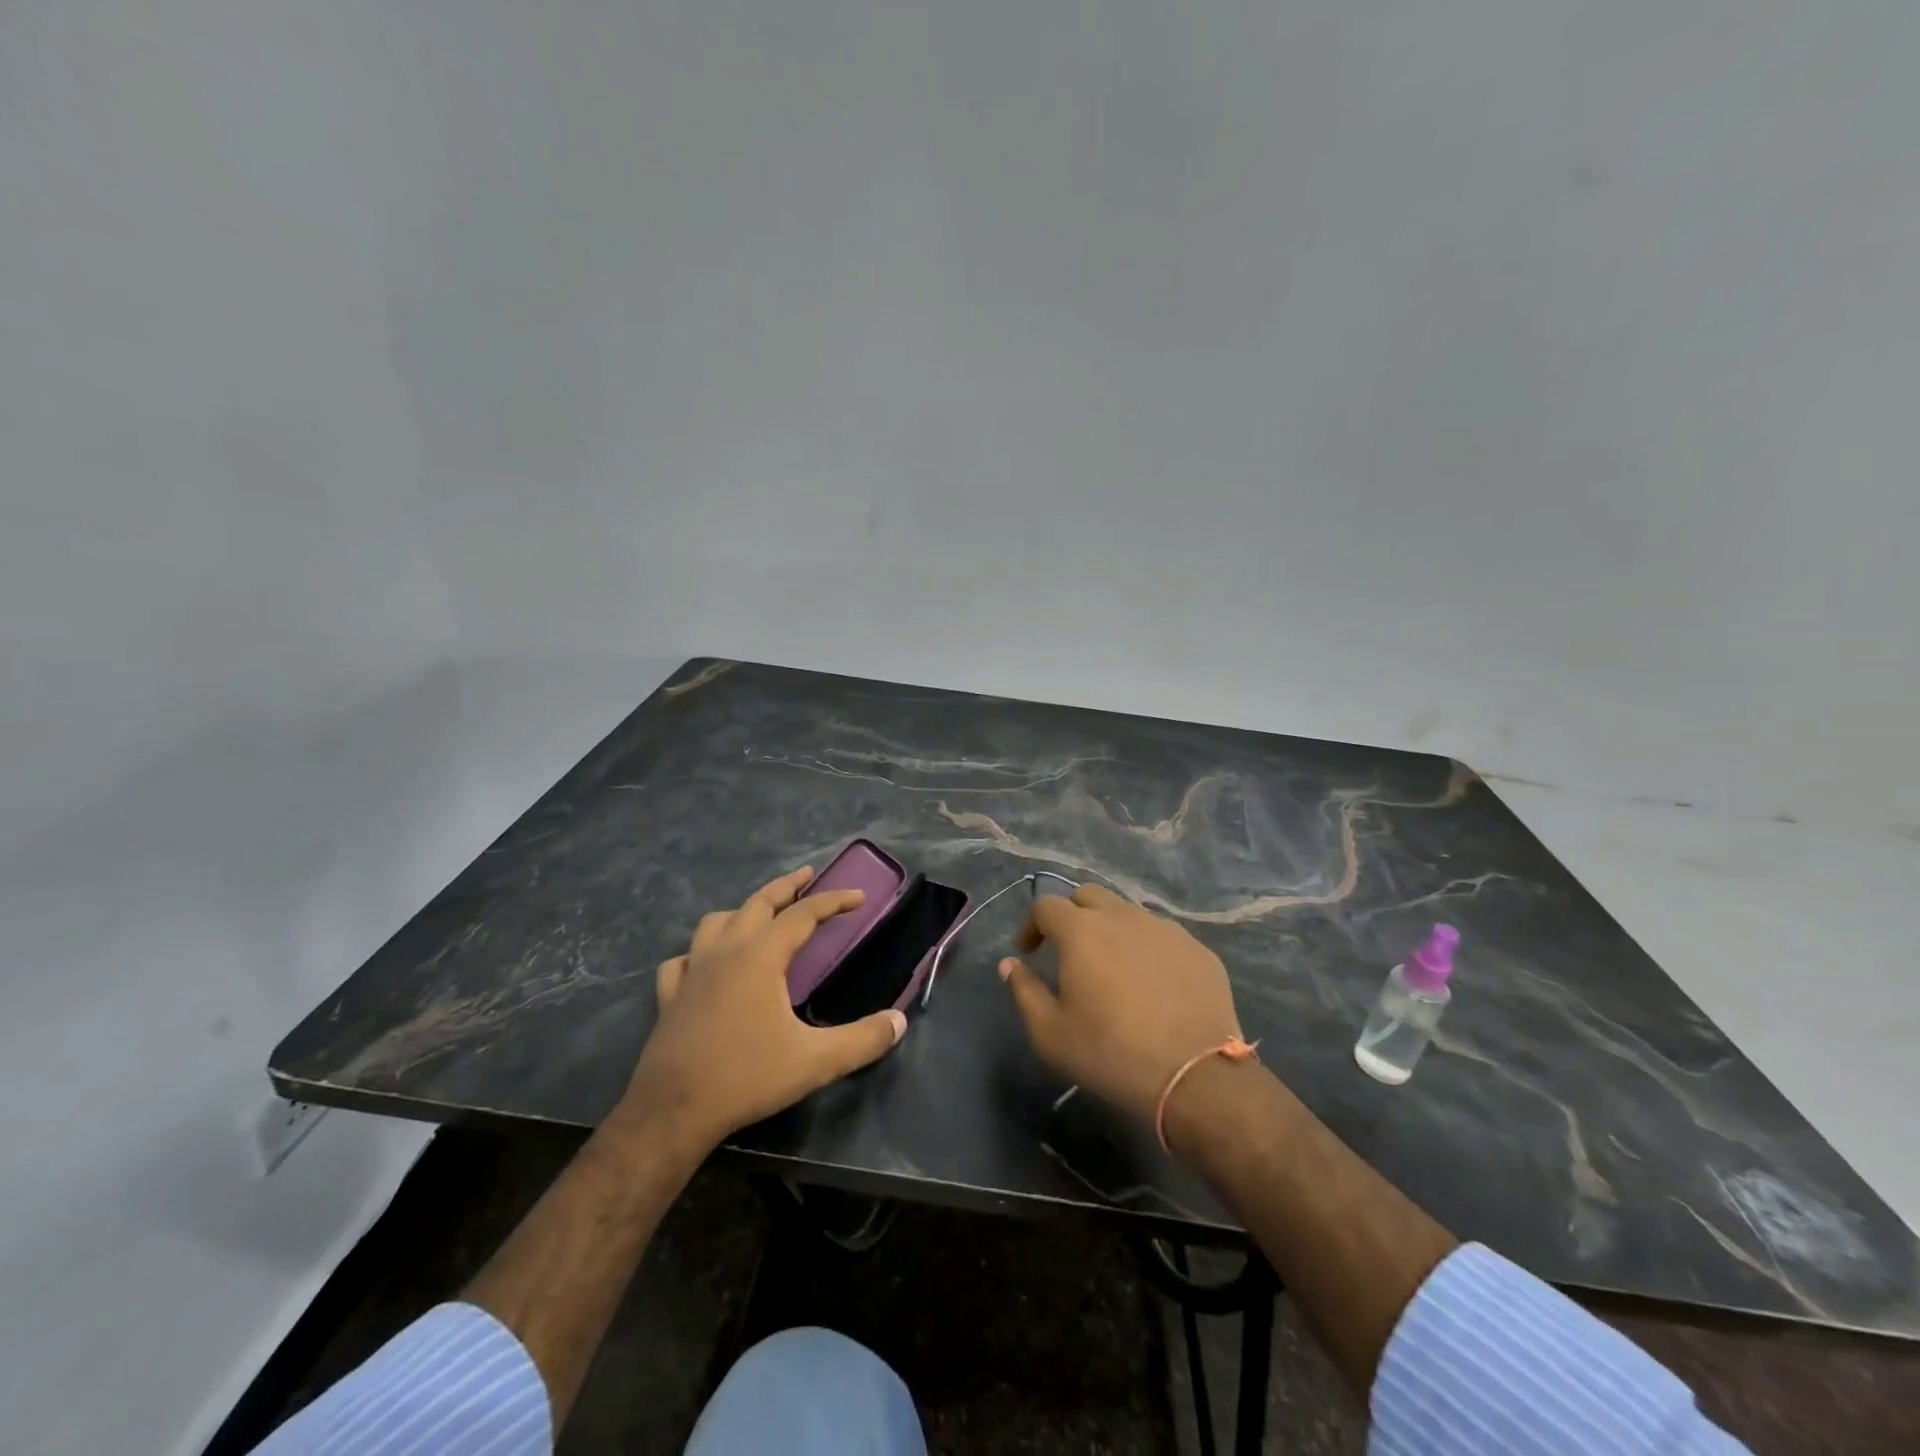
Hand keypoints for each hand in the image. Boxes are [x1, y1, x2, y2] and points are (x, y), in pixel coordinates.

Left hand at [625, 866, 906, 1145]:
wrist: (672, 1112)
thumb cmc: (746, 1078)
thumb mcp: (815, 1062)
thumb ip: (862, 1040)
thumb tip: (899, 1022)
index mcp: (760, 956)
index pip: (803, 914)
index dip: (833, 901)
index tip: (857, 896)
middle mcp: (725, 952)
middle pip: (758, 902)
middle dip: (787, 886)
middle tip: (808, 875)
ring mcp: (692, 972)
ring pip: (716, 922)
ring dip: (742, 911)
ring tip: (760, 916)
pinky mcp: (669, 997)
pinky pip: (683, 959)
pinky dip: (699, 952)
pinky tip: (705, 964)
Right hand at [999, 883, 1244, 1124]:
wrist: (1195, 1077)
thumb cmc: (1111, 1054)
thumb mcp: (1050, 1033)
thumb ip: (1024, 991)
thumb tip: (1010, 964)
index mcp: (1082, 931)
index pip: (1046, 906)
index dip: (1031, 925)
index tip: (1029, 952)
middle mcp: (1123, 916)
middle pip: (1088, 896)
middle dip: (1071, 915)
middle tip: (1068, 950)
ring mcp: (1165, 929)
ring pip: (1127, 912)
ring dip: (1110, 929)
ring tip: (1112, 967)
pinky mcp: (1197, 949)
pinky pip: (1162, 935)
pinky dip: (1146, 948)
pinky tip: (1152, 983)